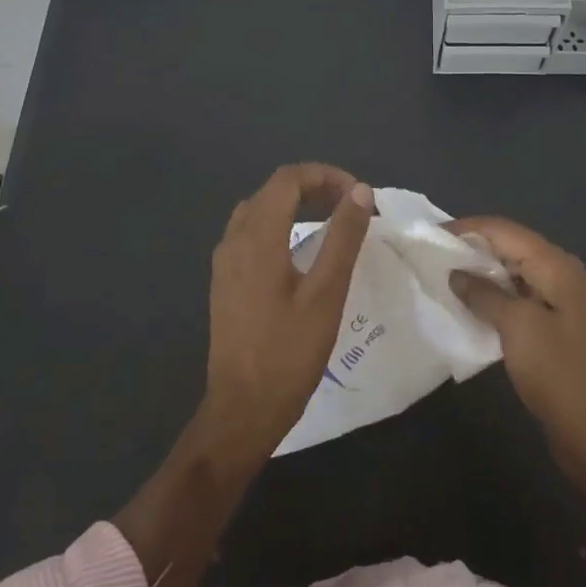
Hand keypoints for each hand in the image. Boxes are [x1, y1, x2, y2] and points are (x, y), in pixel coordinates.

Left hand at [199, 163, 373, 461]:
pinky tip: (303, 250)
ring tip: (332, 221)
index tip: (359, 196)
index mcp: (256, 237)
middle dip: (314, 187)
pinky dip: (281, 225)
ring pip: (260, 211)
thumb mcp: (326, 293)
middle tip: (352, 206)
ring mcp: (225, 262)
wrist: (241, 411)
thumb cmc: (288, 353)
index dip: (326, 176)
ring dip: (297, 205)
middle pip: (273, 191)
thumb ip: (343, 237)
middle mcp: (234, 240)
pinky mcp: (226, 281)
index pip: (288, 179)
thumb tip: (360, 192)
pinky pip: (252, 234)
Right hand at [447, 216, 585, 505]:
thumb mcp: (517, 327)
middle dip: (475, 248)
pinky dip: (497, 295)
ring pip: (517, 272)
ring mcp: (565, 300)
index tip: (432, 233)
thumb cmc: (558, 373)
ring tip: (447, 277)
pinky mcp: (560, 325)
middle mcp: (565, 274)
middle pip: (513, 247)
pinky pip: (523, 296)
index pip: (506, 231)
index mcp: (559, 266)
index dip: (468, 228)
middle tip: (434, 255)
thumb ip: (484, 294)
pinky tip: (473, 305)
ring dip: (484, 273)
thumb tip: (457, 274)